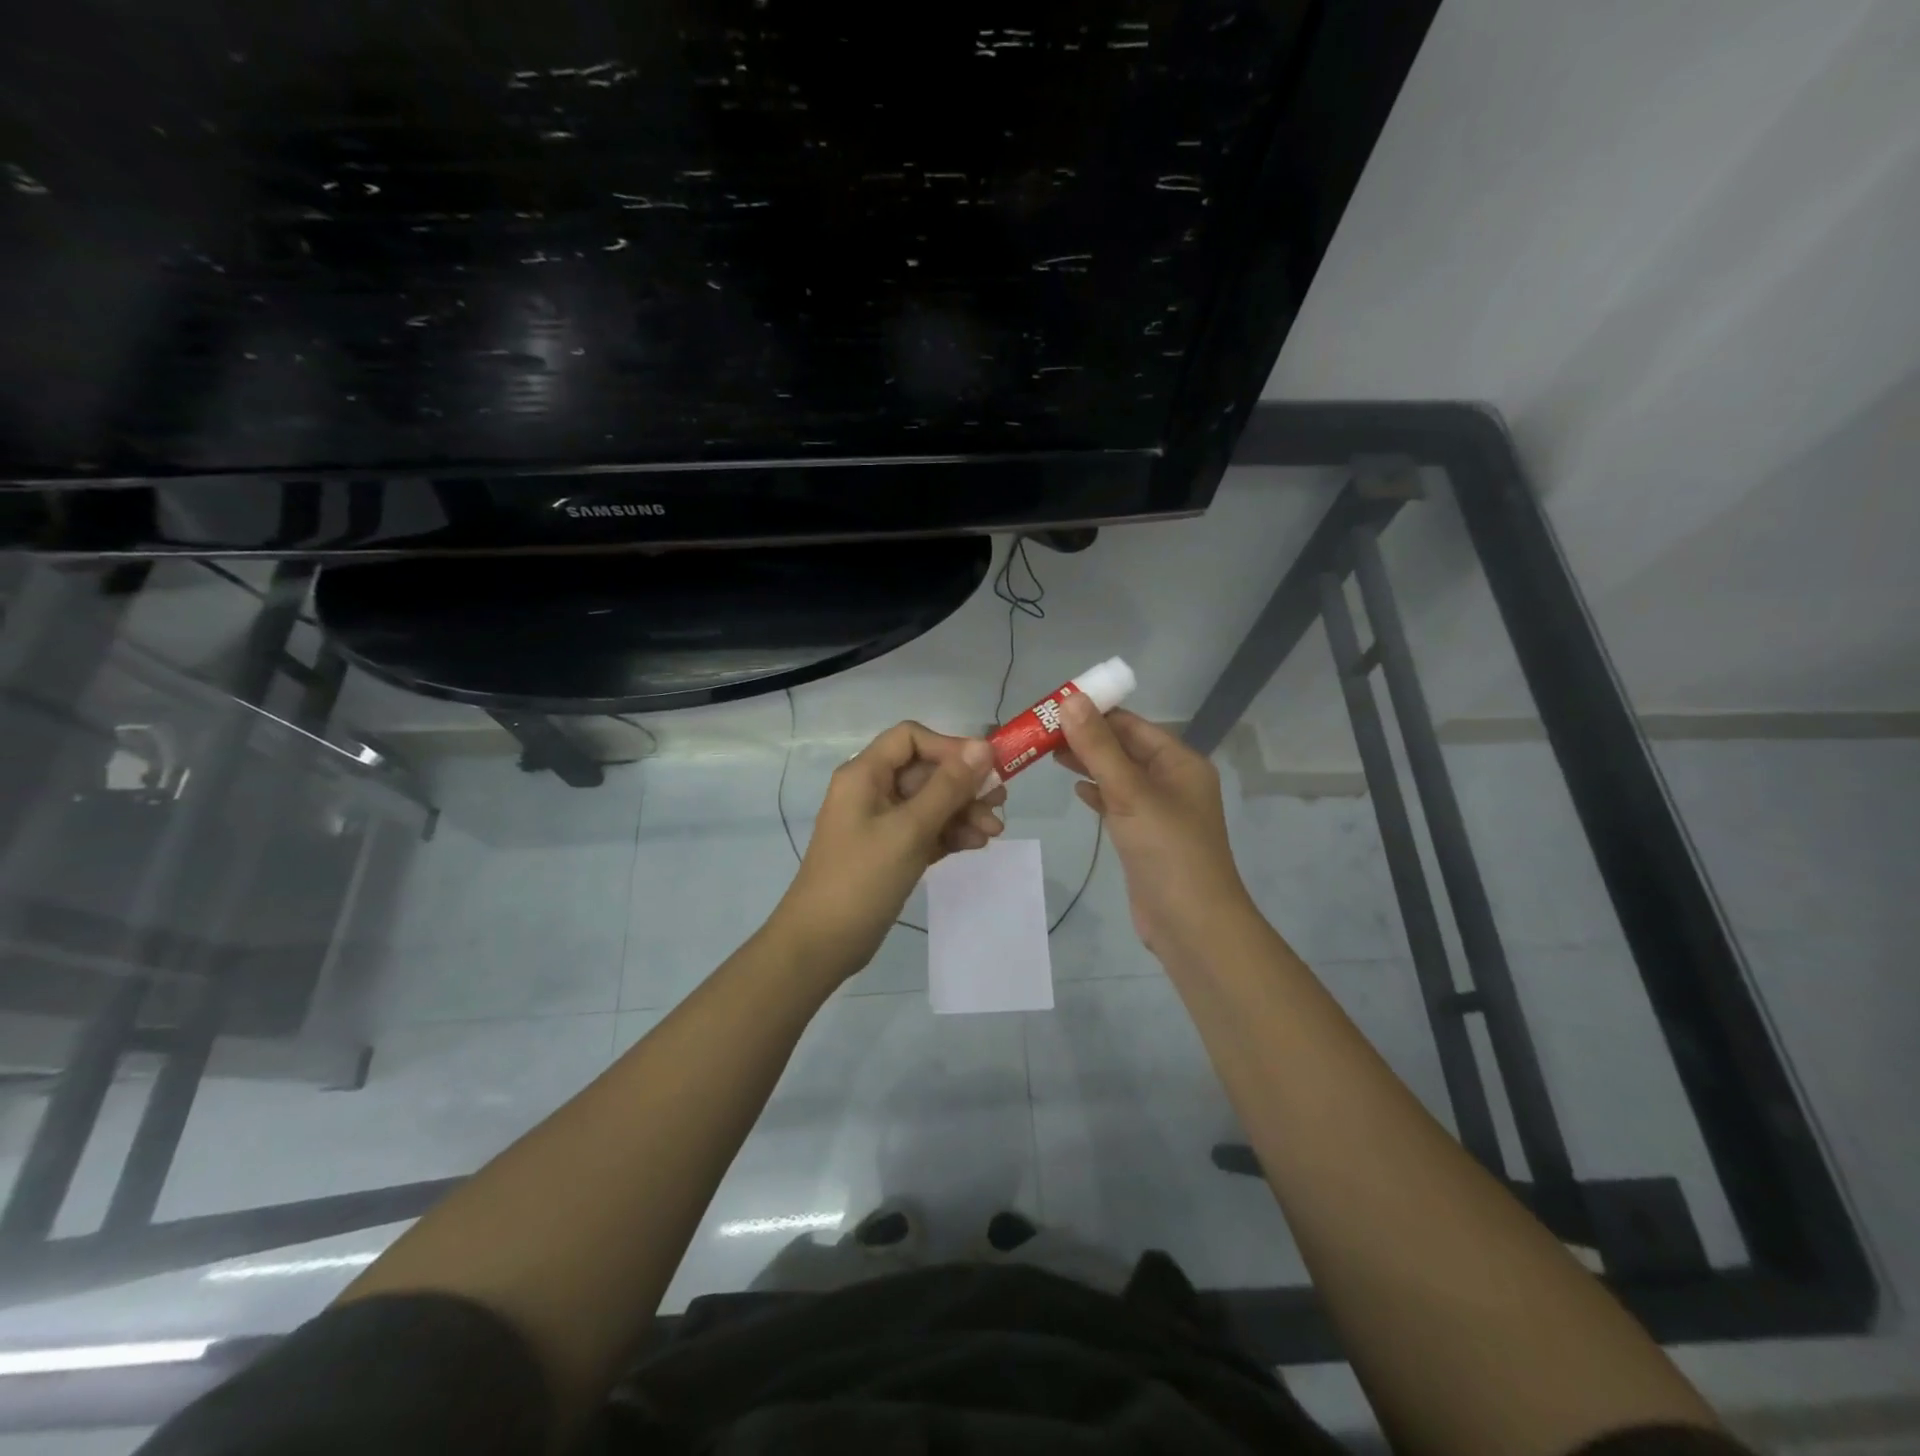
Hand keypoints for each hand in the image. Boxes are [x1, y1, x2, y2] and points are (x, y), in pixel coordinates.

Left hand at [771, 721, 1006, 980]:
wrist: (822, 944)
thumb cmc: (862, 879)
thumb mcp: (910, 829)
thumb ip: (948, 787)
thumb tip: (983, 746)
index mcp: (865, 774)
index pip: (911, 738)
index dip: (949, 747)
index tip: (984, 769)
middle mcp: (871, 790)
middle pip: (926, 771)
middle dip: (964, 785)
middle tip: (1000, 803)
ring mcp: (880, 822)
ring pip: (930, 802)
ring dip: (963, 812)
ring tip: (993, 832)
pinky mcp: (889, 850)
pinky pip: (926, 829)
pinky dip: (950, 833)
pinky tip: (976, 844)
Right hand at [1056, 697, 1255, 959]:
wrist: (1191, 924)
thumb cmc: (1167, 850)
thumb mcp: (1130, 792)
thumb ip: (1098, 747)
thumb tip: (1070, 699)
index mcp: (1179, 761)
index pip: (1131, 724)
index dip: (1093, 712)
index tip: (1052, 707)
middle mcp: (1172, 780)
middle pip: (1123, 747)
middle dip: (1085, 737)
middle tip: (1040, 732)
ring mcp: (1158, 810)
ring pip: (1118, 775)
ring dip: (1088, 762)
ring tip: (1047, 753)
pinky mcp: (1144, 836)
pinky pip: (1117, 802)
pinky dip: (1097, 792)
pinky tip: (1075, 788)